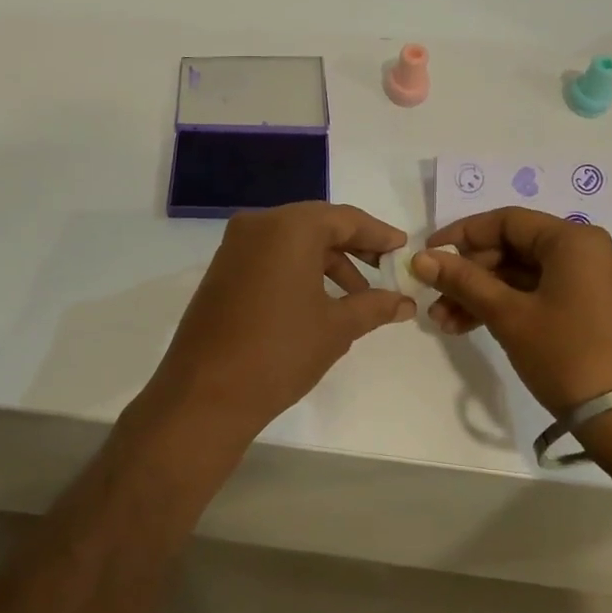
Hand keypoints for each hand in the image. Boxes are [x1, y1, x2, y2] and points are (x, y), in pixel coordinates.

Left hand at [145, 202, 415, 441]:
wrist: (205, 394)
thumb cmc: (280, 352)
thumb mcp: (337, 328)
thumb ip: (375, 306)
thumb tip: (405, 302)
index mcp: (289, 227)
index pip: (344, 218)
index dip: (377, 234)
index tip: (402, 248)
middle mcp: (258, 225)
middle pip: (317, 225)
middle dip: (353, 247)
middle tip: (383, 270)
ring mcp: (234, 247)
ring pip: (292, 242)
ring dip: (327, 262)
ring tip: (355, 297)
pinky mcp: (222, 271)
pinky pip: (270, 257)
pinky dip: (298, 270)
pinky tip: (319, 301)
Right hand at [412, 208, 611, 416]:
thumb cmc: (566, 354)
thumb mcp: (508, 315)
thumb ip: (463, 281)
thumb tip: (421, 258)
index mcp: (574, 240)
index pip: (507, 221)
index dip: (462, 235)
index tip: (428, 256)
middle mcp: (589, 252)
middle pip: (515, 249)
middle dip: (470, 274)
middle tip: (435, 299)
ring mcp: (595, 283)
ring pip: (525, 276)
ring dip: (483, 295)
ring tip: (445, 324)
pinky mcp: (595, 312)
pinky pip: (543, 295)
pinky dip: (509, 307)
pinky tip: (473, 327)